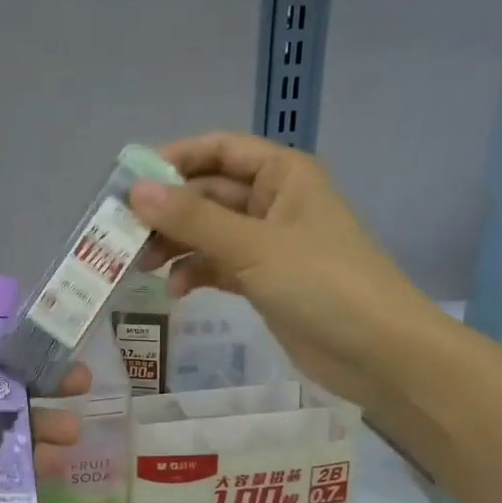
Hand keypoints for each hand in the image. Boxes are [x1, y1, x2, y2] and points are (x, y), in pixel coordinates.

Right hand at [130, 131, 445, 409]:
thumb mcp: (253, 246)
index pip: (218, 150)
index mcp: (282, 174)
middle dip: (167, 213)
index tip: (129, 183)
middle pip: (206, 193)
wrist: (378, 352)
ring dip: (175, 245)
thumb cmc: (322, 283)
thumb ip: (192, 219)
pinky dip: (194, 274)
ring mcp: (268, 243)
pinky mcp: (263, 280)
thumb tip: (135, 191)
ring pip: (207, 232)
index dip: (173, 160)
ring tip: (142, 266)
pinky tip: (174, 292)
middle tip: (124, 235)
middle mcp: (273, 201)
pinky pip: (217, 265)